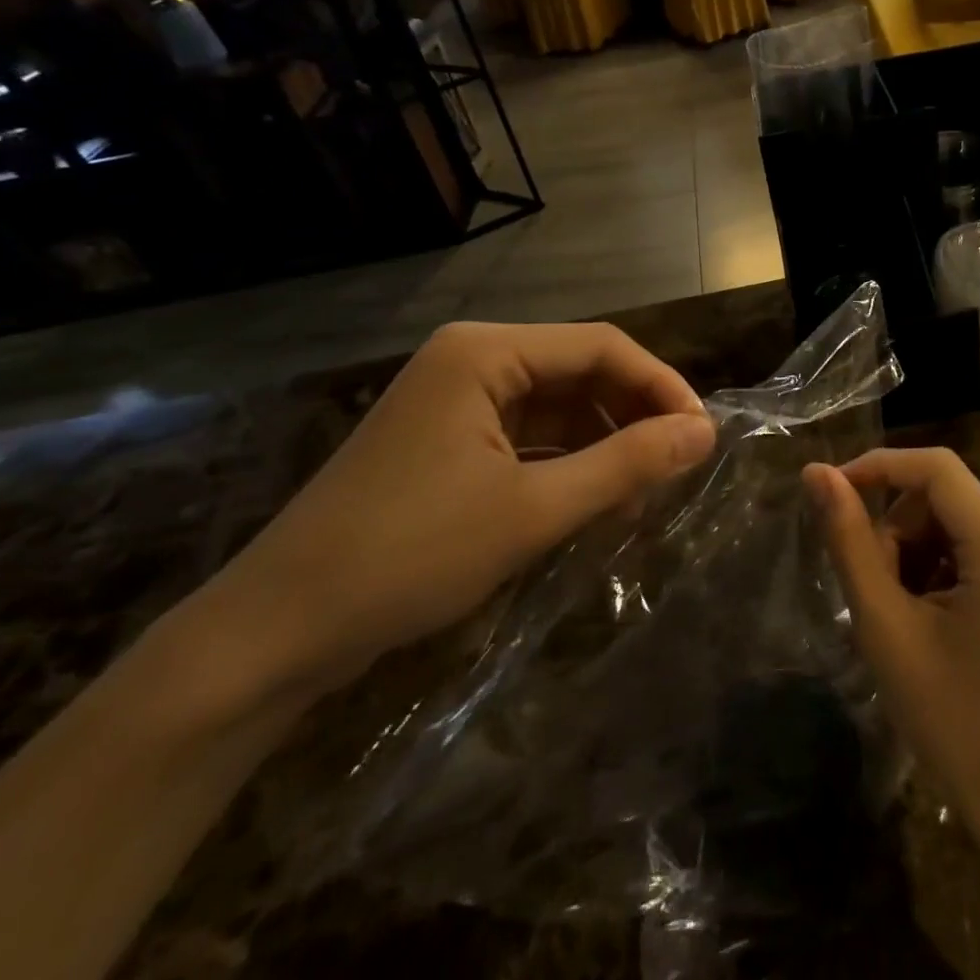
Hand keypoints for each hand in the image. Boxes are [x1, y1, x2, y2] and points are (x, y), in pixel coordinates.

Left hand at [204, 322, 715, 696]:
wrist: (276, 632)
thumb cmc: (409, 556)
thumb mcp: (533, 510)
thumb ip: (625, 464)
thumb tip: (704, 433)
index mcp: (485, 352)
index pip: (601, 346)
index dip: (660, 386)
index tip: (702, 436)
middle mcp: (471, 359)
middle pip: (579, 370)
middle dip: (633, 415)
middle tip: (677, 466)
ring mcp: (455, 399)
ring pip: (557, 404)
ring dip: (604, 442)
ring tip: (642, 491)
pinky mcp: (447, 439)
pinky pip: (528, 434)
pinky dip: (567, 461)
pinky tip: (594, 498)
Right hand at [803, 448, 979, 854]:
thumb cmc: (949, 719)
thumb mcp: (885, 626)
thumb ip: (849, 540)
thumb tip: (817, 472)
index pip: (937, 468)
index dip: (879, 466)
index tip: (833, 492)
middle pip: (945, 494)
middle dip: (898, 528)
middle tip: (878, 588)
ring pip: (957, 513)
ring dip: (917, 546)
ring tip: (907, 608)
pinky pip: (978, 535)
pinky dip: (943, 558)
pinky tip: (937, 610)